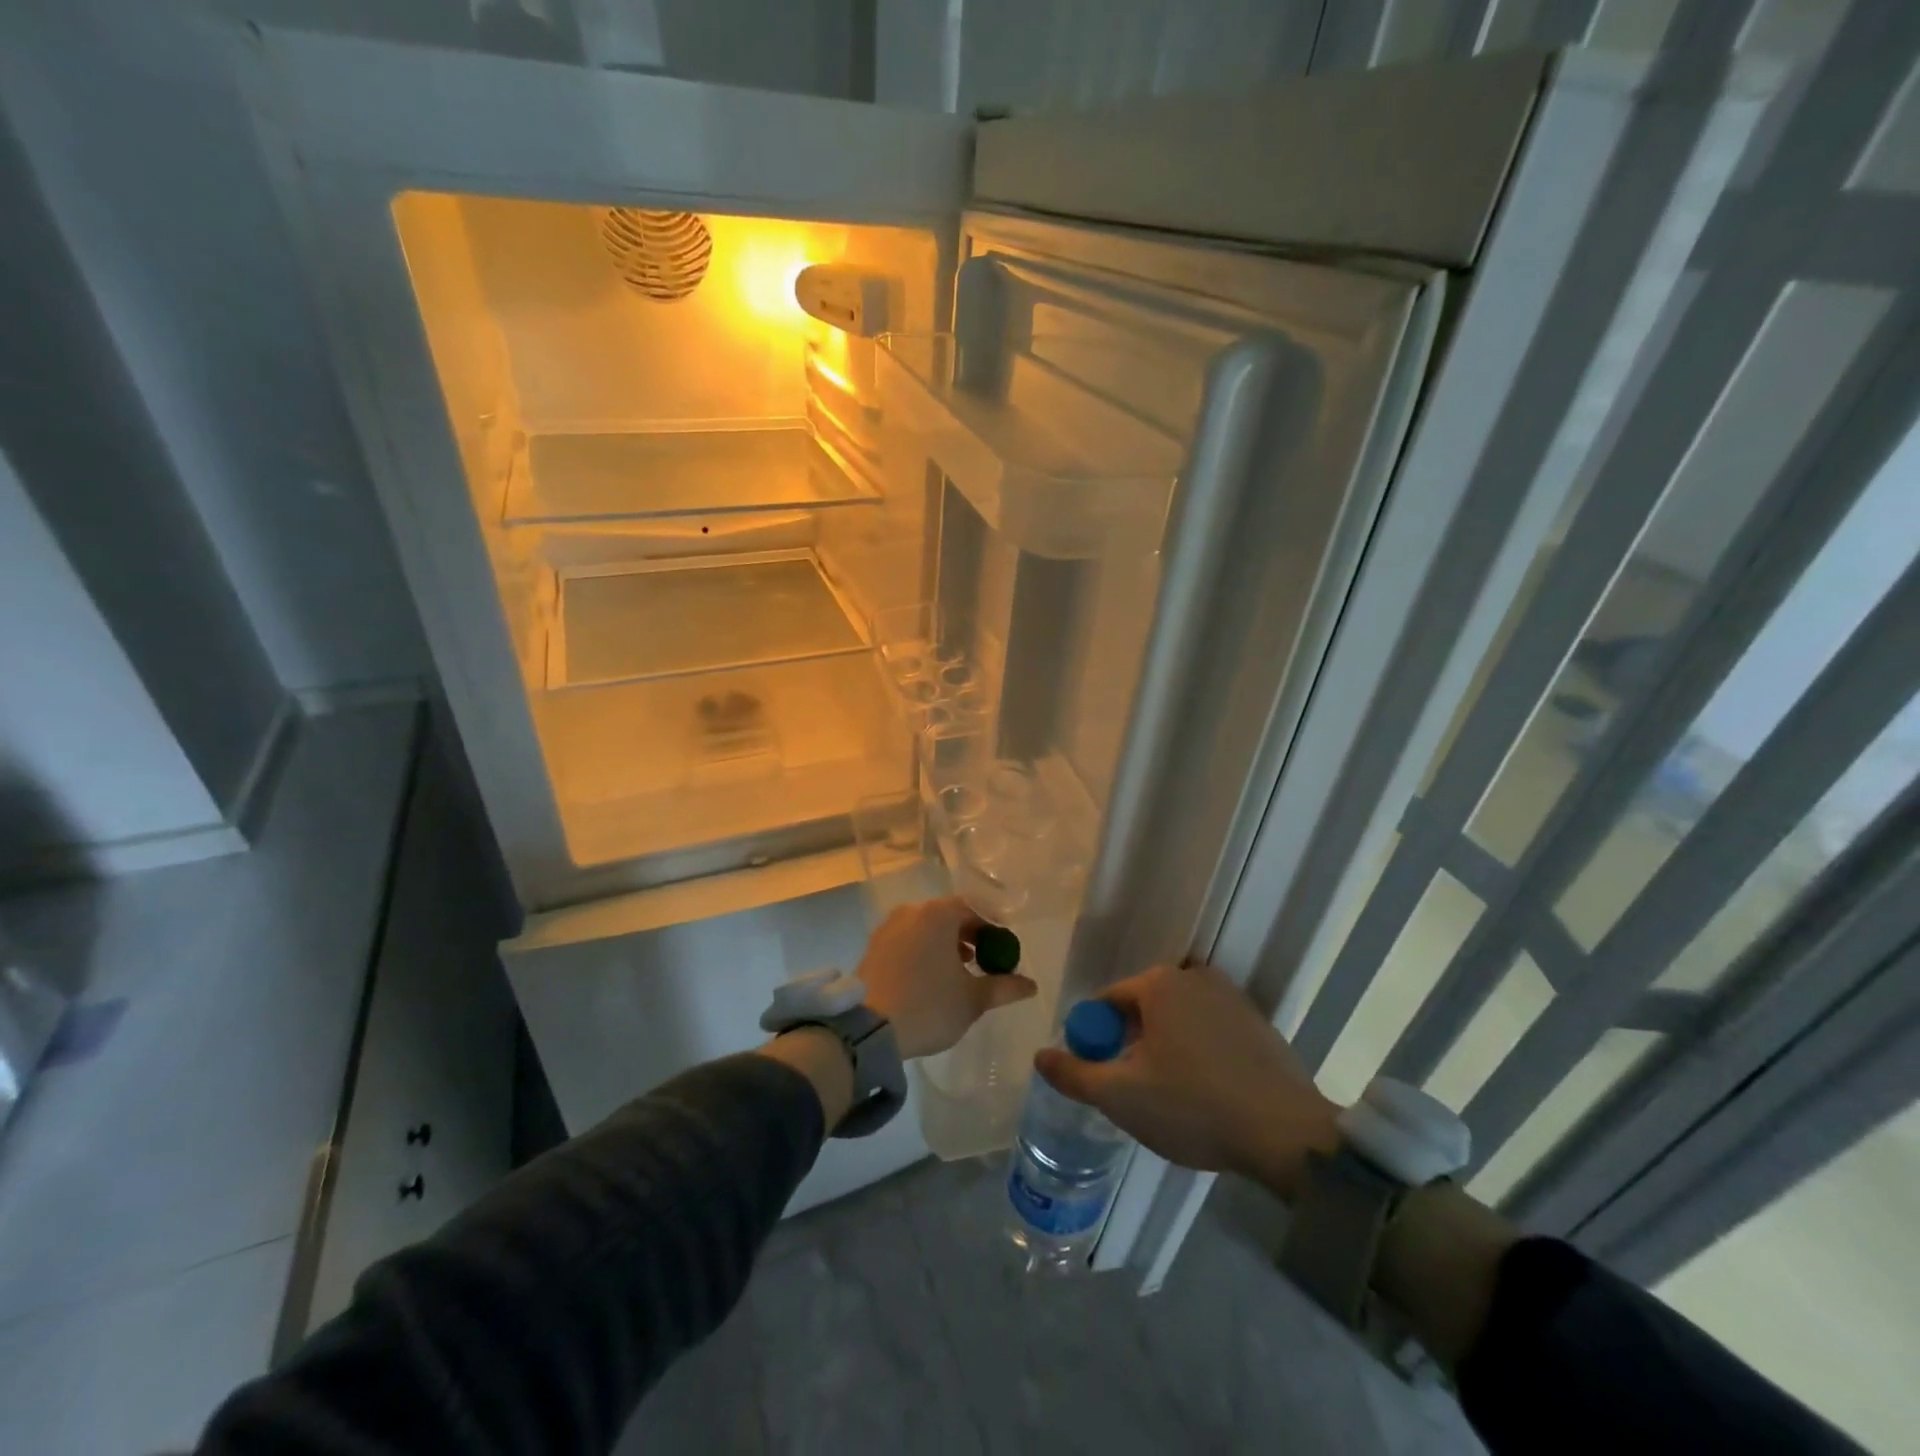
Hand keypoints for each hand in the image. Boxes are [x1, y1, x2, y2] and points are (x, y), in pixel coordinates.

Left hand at [859, 897, 1037, 1060]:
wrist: (868, 1028)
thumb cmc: (928, 1005)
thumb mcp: (972, 999)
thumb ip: (1004, 987)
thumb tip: (1030, 985)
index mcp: (938, 914)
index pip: (974, 909)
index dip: (993, 928)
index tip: (1004, 949)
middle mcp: (912, 911)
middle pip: (949, 916)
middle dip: (970, 936)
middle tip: (985, 962)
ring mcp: (889, 927)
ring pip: (927, 928)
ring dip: (947, 944)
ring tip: (960, 972)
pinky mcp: (874, 946)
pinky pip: (908, 939)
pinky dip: (924, 951)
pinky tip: (932, 977)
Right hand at [1033, 962, 1340, 1200]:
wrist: (1287, 1136)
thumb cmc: (1193, 1106)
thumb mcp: (1120, 1097)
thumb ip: (1074, 1075)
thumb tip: (1040, 1056)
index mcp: (1158, 983)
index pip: (1106, 1004)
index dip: (1096, 1041)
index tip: (1104, 1079)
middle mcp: (1193, 976)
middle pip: (1142, 1009)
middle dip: (1132, 1046)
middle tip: (1137, 1093)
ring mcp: (1231, 996)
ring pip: (1177, 1021)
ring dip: (1166, 1050)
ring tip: (1175, 1098)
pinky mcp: (1258, 1022)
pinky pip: (1210, 1031)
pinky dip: (1200, 1054)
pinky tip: (1209, 1093)